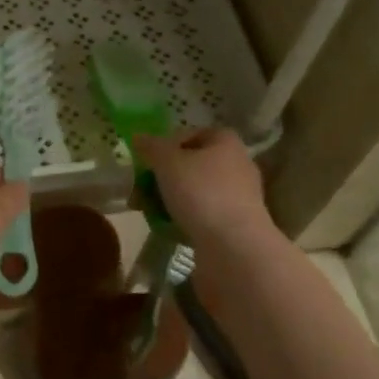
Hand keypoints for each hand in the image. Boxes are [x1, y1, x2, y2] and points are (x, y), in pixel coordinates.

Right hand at [135, 127, 272, 246]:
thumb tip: (139, 137)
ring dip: (169, 198)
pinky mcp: (235, 222)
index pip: (192, 133)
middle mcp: (237, 164)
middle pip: (191, 164)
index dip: (167, 144)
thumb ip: (151, 146)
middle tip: (140, 188)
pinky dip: (184, 217)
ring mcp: (238, 195)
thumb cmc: (201, 192)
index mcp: (225, 142)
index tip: (148, 160)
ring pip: (194, 190)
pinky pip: (202, 213)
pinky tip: (166, 226)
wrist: (233, 245)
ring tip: (147, 210)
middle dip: (163, 176)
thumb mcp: (167, 162)